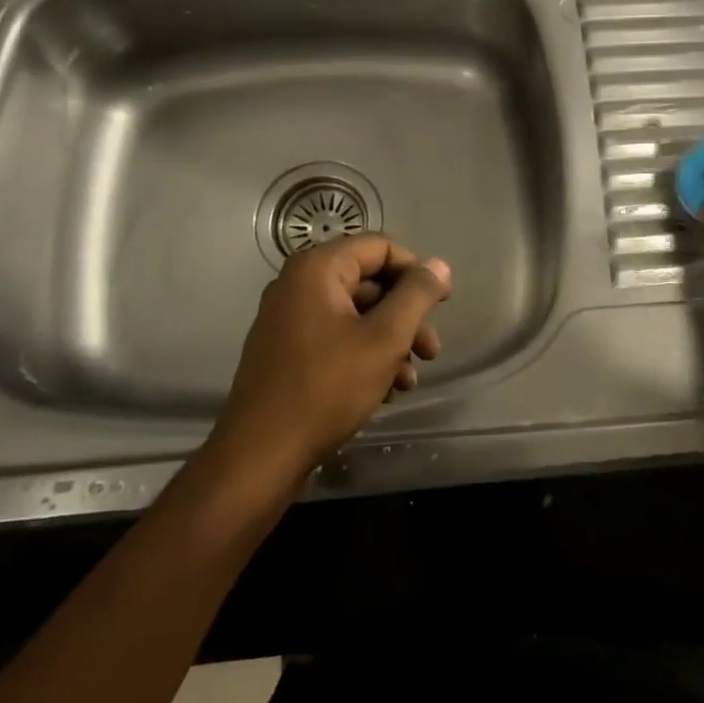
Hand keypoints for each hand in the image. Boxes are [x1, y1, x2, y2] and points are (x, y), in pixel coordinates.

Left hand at [211, 234, 451, 481]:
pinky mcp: (287, 351)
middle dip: (407, 316)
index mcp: (318, 269)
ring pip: (357, 315)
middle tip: (431, 351)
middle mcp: (299, 284)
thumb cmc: (327, 388)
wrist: (261, 455)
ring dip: (391, 342)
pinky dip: (365, 356)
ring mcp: (289, 319)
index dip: (417, 272)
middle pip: (370, 282)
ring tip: (410, 380)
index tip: (442, 305)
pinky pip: (337, 338)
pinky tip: (386, 391)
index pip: (381, 247)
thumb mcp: (384, 338)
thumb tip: (439, 265)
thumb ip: (416, 296)